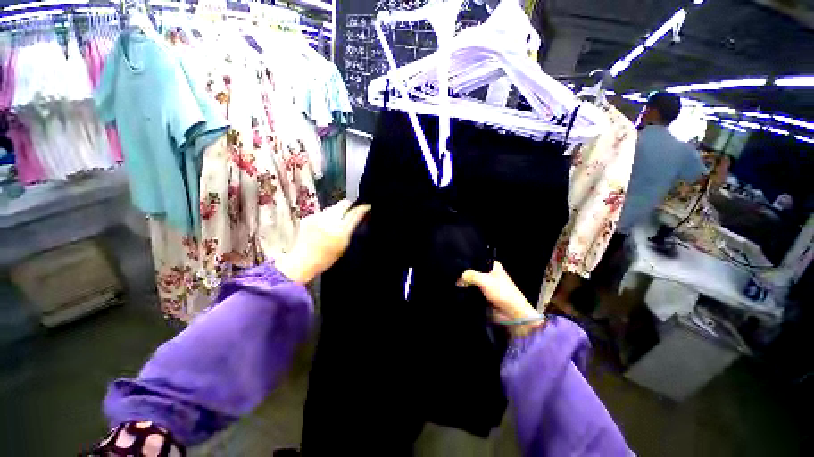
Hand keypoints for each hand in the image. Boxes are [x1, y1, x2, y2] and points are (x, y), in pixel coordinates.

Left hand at [276, 200, 370, 283]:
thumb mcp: (344, 246)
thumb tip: (357, 218)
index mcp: (341, 231)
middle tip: (353, 210)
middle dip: (350, 206)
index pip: (355, 213)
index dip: (362, 208)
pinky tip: (324, 226)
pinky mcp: (309, 217)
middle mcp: (329, 221)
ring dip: (337, 212)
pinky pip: (323, 213)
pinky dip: (326, 217)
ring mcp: (317, 218)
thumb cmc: (323, 259)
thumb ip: (351, 230)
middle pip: (344, 204)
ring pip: (333, 208)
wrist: (302, 262)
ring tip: (336, 223)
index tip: (366, 206)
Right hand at [459, 261, 542, 335]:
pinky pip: (473, 291)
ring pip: (472, 281)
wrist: (512, 314)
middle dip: (465, 274)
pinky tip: (460, 291)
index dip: (467, 262)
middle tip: (454, 276)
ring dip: (465, 284)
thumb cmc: (502, 293)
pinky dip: (467, 292)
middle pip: (473, 271)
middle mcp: (490, 273)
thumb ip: (471, 276)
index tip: (456, 265)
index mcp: (493, 266)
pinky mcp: (484, 295)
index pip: (476, 260)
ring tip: (455, 284)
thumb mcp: (485, 280)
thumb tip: (459, 278)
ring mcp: (487, 285)